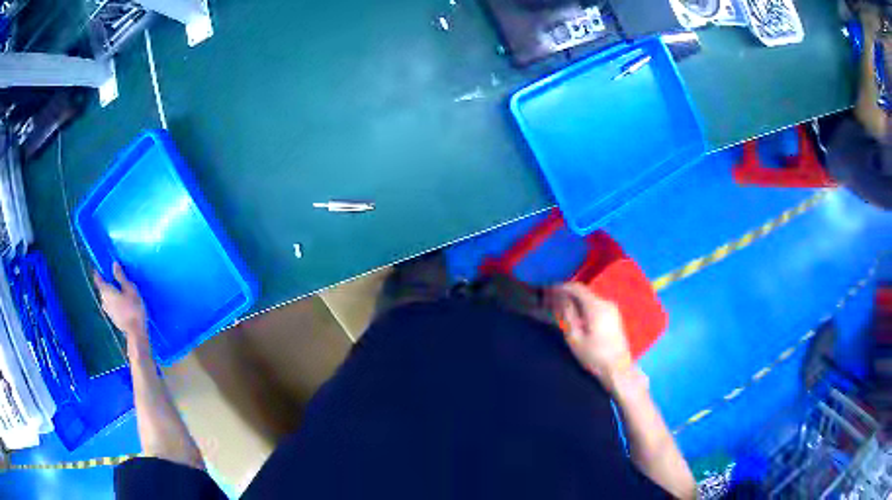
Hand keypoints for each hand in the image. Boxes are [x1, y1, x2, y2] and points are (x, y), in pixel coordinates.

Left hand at [94, 263, 149, 357]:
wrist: (136, 333)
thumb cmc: (133, 308)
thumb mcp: (130, 289)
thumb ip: (121, 277)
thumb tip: (113, 264)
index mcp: (106, 291)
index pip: (98, 278)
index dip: (98, 272)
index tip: (99, 267)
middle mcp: (103, 300)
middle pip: (102, 289)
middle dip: (106, 283)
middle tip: (114, 279)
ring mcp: (107, 311)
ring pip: (106, 298)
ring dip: (110, 293)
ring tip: (119, 291)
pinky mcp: (113, 318)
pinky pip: (110, 305)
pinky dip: (114, 302)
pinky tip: (121, 303)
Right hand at [549, 283, 633, 390]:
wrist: (619, 370)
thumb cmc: (595, 356)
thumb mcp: (575, 338)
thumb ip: (567, 316)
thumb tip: (561, 300)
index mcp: (596, 306)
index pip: (577, 288)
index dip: (562, 287)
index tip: (550, 290)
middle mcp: (606, 303)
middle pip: (585, 292)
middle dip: (569, 295)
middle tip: (554, 302)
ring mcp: (613, 309)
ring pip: (591, 299)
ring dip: (577, 302)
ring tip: (564, 311)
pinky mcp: (615, 317)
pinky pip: (597, 306)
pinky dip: (586, 308)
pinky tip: (579, 319)